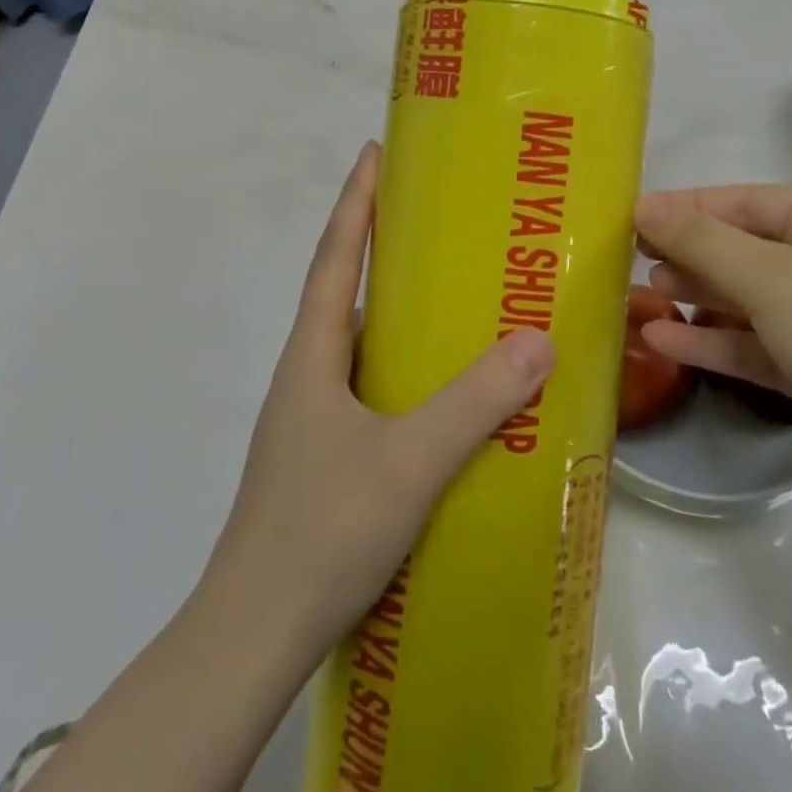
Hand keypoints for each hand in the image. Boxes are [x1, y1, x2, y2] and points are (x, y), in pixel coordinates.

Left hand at [211, 143, 555, 652]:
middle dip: (384, 251)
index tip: (374, 153)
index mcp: (313, 356)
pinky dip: (404, 373)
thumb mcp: (409, 460)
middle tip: (441, 226)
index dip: (355, 202)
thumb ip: (475, 402)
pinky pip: (371, 391)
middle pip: (347, 293)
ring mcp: (312, 420)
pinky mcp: (325, 458)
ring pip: (361, 347)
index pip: (336, 257)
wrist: (253, 638)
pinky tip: (443, 395)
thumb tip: (539, 340)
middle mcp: (308, 375)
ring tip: (455, 303)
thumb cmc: (320, 530)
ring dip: (399, 317)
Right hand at [633, 185, 791, 518]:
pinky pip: (755, 343)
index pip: (740, 202)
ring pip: (745, 296)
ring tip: (641, 294)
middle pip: (741, 247)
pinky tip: (662, 341)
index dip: (682, 209)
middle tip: (627, 259)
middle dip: (686, 253)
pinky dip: (712, 341)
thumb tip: (644, 206)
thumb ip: (701, 241)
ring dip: (696, 296)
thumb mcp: (770, 277)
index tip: (626, 218)